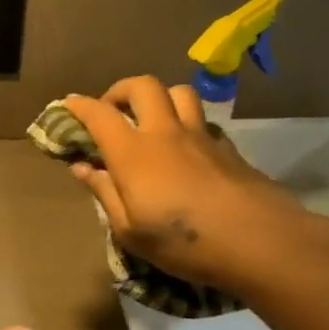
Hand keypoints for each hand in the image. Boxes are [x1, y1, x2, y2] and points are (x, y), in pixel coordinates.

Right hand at [63, 78, 311, 292]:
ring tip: (151, 119)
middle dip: (120, 90)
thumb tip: (83, 168)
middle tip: (112, 109)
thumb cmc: (183, 243)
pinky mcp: (228, 148)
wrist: (260, 242)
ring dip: (159, 98)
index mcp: (133, 153)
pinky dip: (187, 124)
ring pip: (179, 93)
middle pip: (142, 86)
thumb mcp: (130, 231)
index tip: (68, 104)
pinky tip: (186, 148)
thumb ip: (104, 193)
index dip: (79, 105)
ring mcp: (201, 137)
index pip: (99, 114)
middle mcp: (165, 133)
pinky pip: (203, 121)